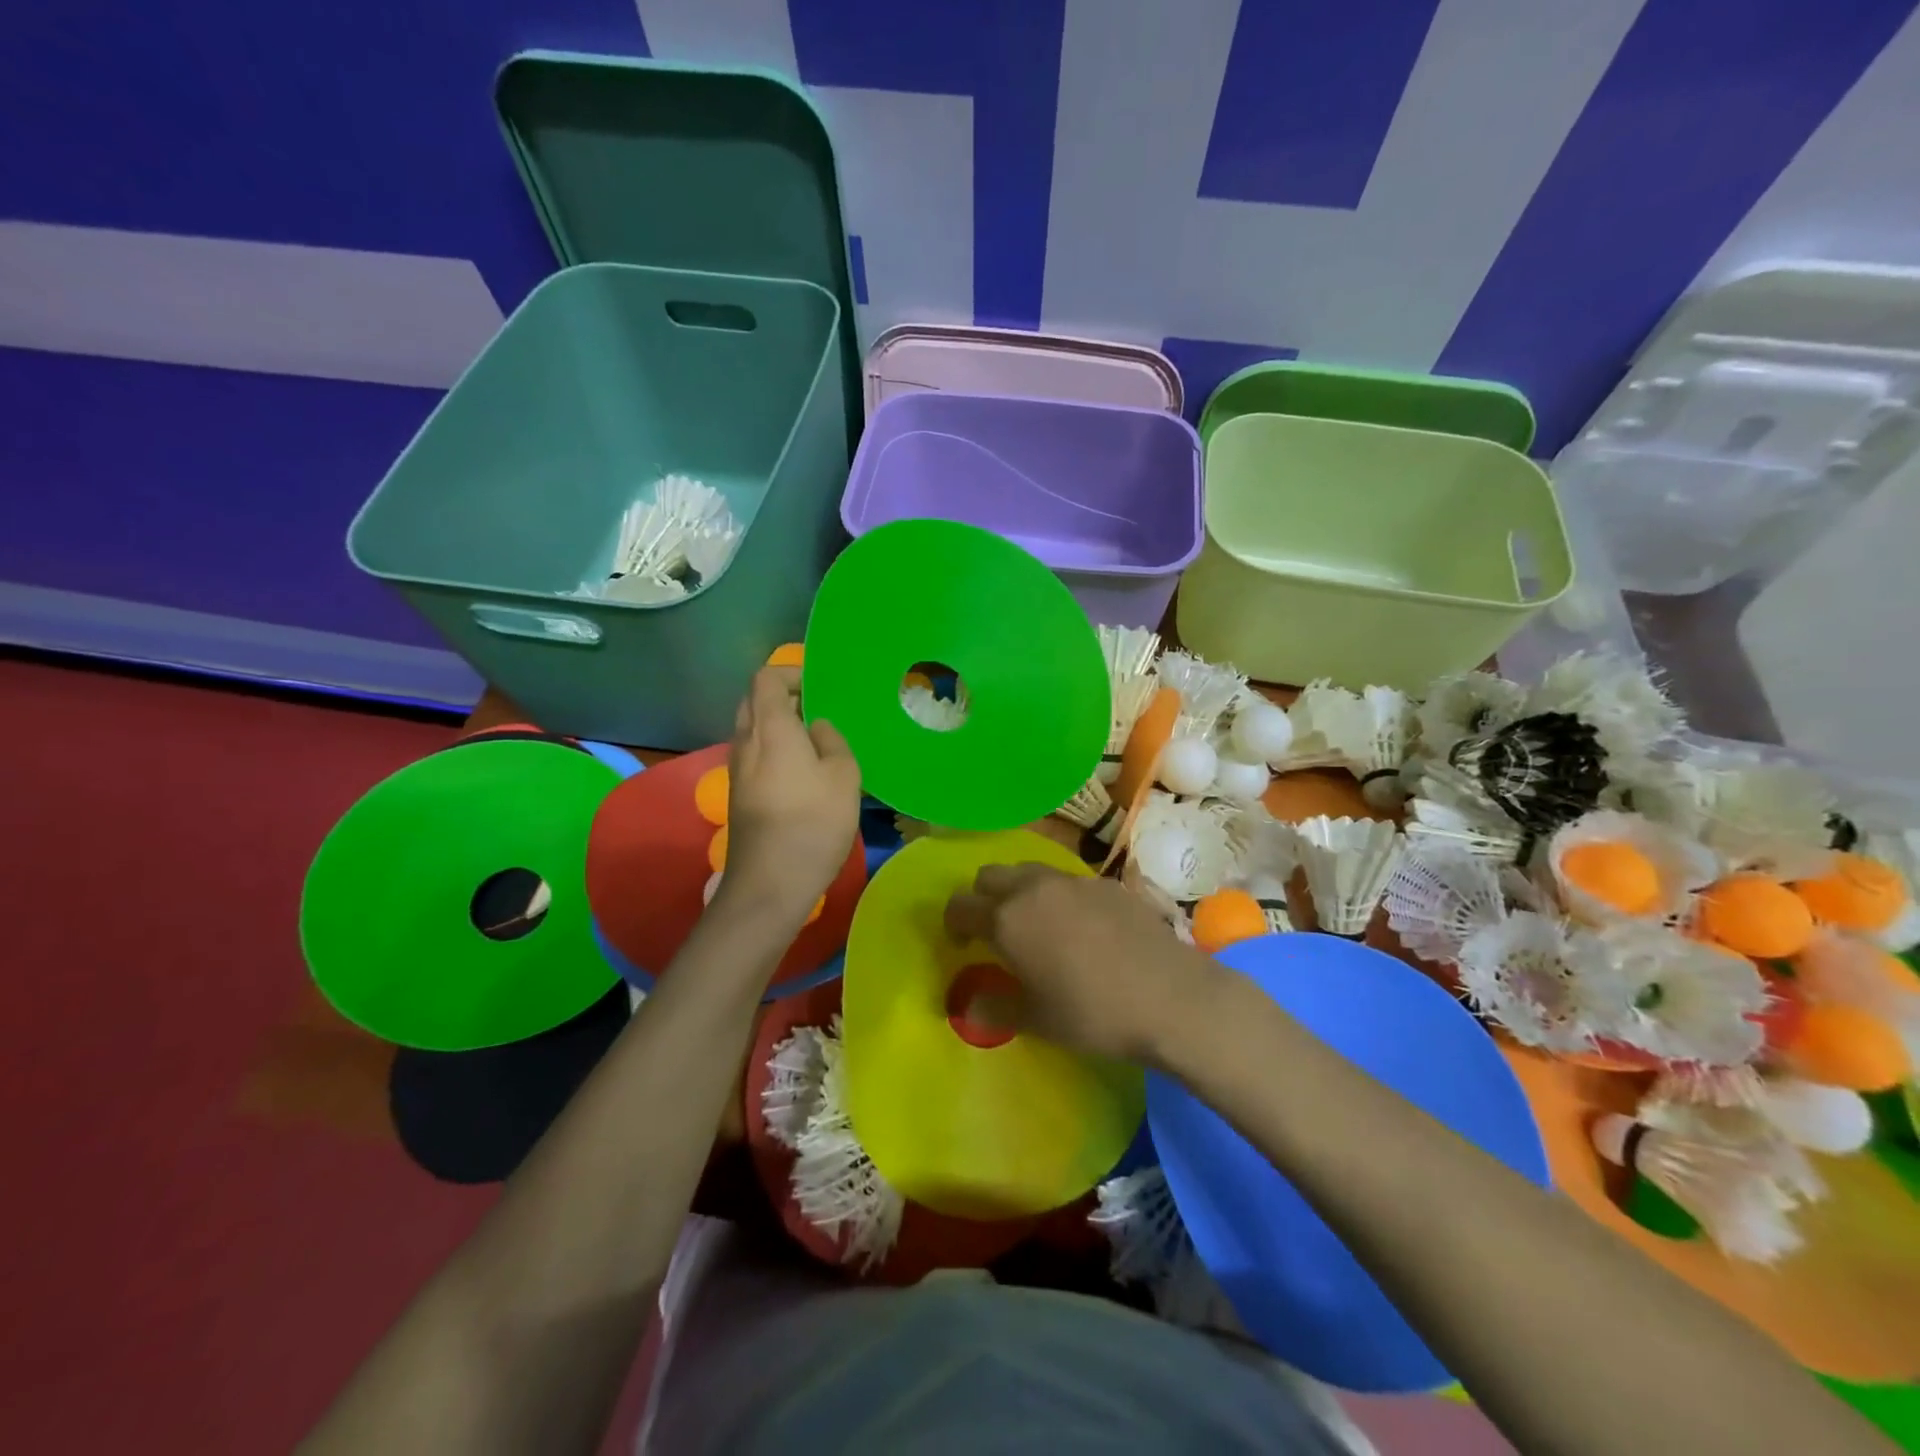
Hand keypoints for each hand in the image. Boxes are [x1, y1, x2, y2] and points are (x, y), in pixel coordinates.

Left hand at [719, 667, 861, 919]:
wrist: (770, 883)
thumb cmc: (813, 822)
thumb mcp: (844, 775)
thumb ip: (832, 741)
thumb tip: (817, 728)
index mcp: (770, 727)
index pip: (766, 678)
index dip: (791, 673)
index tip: (821, 686)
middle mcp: (746, 741)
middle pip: (755, 701)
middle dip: (785, 697)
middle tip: (820, 711)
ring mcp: (737, 770)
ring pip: (753, 730)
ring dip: (781, 727)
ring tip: (816, 741)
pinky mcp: (739, 795)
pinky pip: (755, 755)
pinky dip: (776, 750)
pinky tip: (804, 772)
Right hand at [943, 864, 1225, 1064]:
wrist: (1170, 997)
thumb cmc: (1093, 1013)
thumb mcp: (1036, 1020)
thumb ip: (994, 1008)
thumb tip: (967, 1007)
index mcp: (1007, 919)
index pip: (960, 905)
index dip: (952, 924)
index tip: (961, 946)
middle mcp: (1034, 888)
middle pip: (990, 876)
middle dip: (983, 898)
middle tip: (994, 932)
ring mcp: (1074, 880)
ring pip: (1029, 871)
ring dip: (1020, 891)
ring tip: (1037, 925)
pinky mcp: (1107, 883)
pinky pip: (1068, 880)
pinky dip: (1058, 895)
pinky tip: (1081, 928)